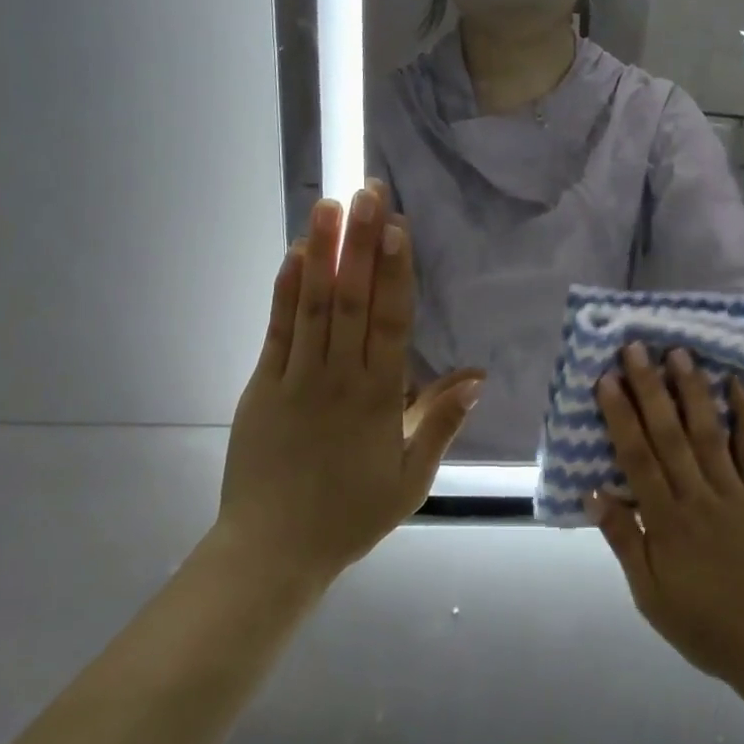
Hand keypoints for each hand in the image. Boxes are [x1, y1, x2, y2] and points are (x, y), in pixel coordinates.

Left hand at [217, 186, 482, 583]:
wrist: (273, 551)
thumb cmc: (351, 515)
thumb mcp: (411, 479)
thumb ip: (441, 423)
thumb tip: (478, 376)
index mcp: (380, 398)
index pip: (391, 322)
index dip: (395, 271)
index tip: (397, 227)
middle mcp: (340, 377)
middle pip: (353, 300)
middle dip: (361, 243)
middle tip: (369, 191)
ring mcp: (297, 378)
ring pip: (315, 305)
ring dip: (324, 252)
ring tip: (330, 205)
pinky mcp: (264, 385)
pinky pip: (278, 330)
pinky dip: (286, 290)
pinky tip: (295, 254)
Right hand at [588, 344, 743, 688]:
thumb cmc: (704, 624)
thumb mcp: (650, 595)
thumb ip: (624, 541)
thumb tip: (593, 493)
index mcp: (667, 523)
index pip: (637, 459)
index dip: (620, 417)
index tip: (607, 380)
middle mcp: (700, 499)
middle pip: (670, 435)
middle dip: (650, 389)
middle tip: (636, 349)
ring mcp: (738, 495)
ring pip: (710, 434)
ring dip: (693, 392)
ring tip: (680, 354)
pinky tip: (739, 385)